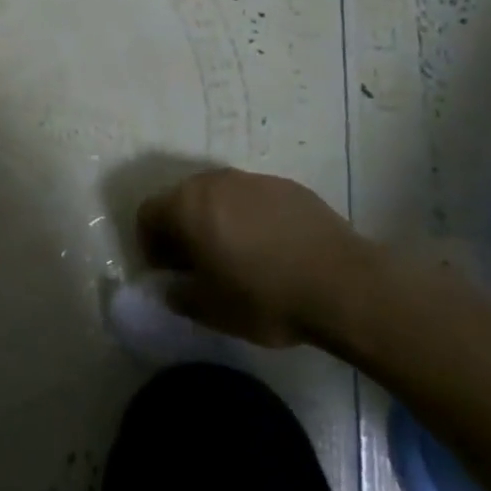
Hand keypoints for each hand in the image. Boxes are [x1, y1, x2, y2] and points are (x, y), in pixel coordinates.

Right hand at [136, 169, 374, 346]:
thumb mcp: (211, 310)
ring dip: (216, 221)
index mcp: (187, 205)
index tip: (166, 272)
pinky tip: (271, 249)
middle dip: (181, 229)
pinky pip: (253, 199)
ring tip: (236, 256)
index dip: (149, 243)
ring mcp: (253, 179)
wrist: (344, 284)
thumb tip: (173, 287)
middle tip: (197, 264)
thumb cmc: (265, 297)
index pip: (147, 214)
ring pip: (219, 196)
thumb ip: (180, 295)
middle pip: (182, 199)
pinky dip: (249, 218)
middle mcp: (214, 181)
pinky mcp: (287, 186)